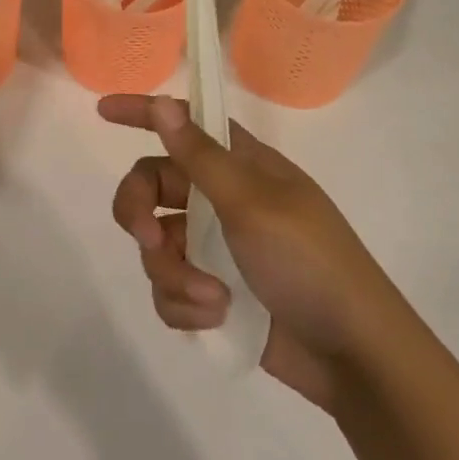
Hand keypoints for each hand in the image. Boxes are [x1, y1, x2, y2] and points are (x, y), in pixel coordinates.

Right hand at [101, 92, 393, 414]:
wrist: (355, 358)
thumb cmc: (309, 262)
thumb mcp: (252, 203)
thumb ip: (200, 155)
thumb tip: (163, 101)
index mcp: (238, 165)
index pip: (181, 124)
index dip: (143, 113)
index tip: (103, 112)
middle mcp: (220, 199)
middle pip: (151, 185)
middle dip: (139, 210)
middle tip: (146, 236)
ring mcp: (215, 248)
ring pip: (155, 244)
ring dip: (172, 271)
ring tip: (209, 296)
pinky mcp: (212, 293)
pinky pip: (169, 289)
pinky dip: (184, 304)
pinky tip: (214, 316)